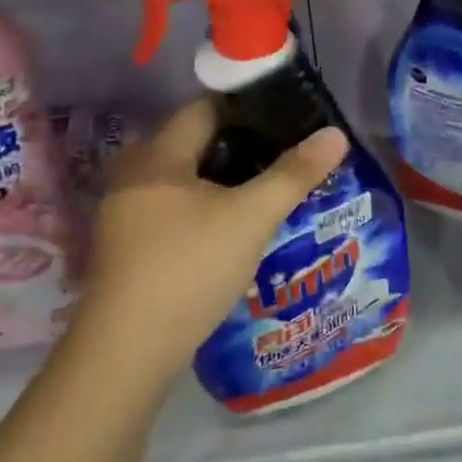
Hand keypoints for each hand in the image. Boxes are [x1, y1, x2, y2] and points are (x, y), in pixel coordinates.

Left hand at [72, 98, 348, 396]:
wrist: (126, 353)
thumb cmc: (189, 269)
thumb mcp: (251, 217)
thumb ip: (294, 173)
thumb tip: (335, 134)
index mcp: (157, 153)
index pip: (207, 107)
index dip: (250, 108)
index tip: (290, 119)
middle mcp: (134, 172)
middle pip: (198, 143)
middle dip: (244, 147)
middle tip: (288, 156)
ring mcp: (127, 211)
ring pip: (188, 179)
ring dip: (228, 181)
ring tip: (272, 190)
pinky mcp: (130, 245)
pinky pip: (176, 208)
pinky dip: (208, 207)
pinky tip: (237, 228)